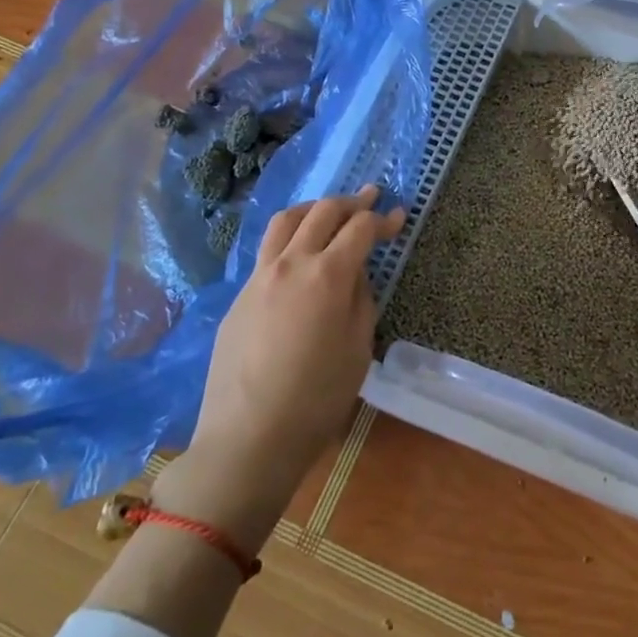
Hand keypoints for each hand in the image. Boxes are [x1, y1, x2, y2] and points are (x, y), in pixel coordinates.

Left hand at [155, 186, 404, 547]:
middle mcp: (291, 263)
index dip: (383, 219)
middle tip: (370, 199)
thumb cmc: (317, 398)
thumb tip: (355, 275)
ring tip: (329, 212)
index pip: (360, 228)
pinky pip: (267, 250)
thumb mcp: (358, 348)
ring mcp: (259, 276)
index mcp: (327, 275)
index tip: (398, 217)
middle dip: (351, 202)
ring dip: (313, 208)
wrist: (248, 437)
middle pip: (323, 211)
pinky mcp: (239, 295)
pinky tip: (298, 256)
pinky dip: (289, 237)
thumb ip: (360, 300)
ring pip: (286, 220)